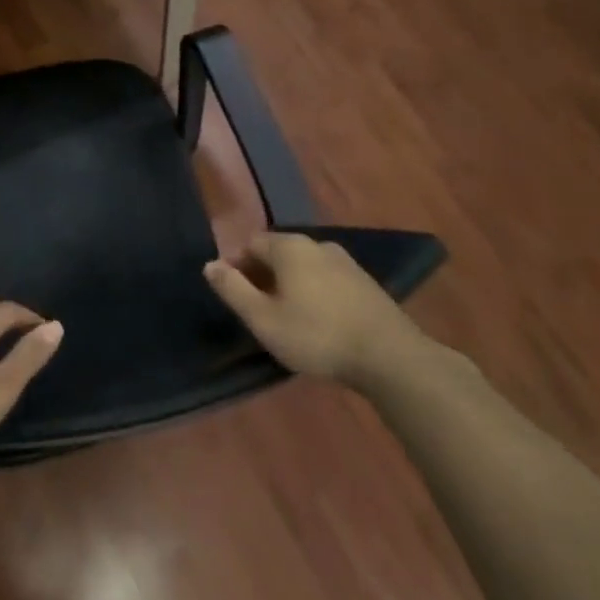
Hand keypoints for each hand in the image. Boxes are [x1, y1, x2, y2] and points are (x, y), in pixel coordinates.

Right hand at [205, 233, 428, 390]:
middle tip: (258, 309)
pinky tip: (319, 320)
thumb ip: (233, 289)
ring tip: (287, 316)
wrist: (390, 356)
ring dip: (290, 284)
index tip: (235, 296)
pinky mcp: (366, 282)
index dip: (237, 266)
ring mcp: (345, 261)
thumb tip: (209, 265)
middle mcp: (317, 243)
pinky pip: (327, 278)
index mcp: (289, 246)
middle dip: (263, 275)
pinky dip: (314, 292)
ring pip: (304, 266)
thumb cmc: (317, 335)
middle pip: (278, 252)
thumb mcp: (263, 318)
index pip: (250, 243)